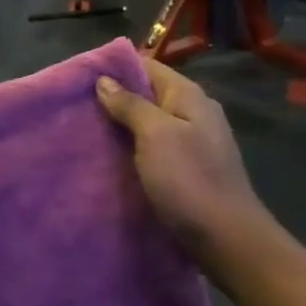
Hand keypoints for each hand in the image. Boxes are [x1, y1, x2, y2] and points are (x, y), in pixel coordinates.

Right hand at [96, 59, 269, 268]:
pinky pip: (155, 149)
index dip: (116, 68)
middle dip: (115, 99)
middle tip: (77, 107)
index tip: (81, 77)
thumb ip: (130, 104)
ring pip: (150, 124)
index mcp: (189, 96)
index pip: (148, 66)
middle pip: (149, 94)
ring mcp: (195, 142)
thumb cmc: (190, 180)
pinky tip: (111, 159)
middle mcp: (194, 113)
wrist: (228, 240)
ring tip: (86, 132)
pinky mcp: (189, 170)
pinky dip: (134, 150)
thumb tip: (104, 80)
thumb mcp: (156, 135)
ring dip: (122, 127)